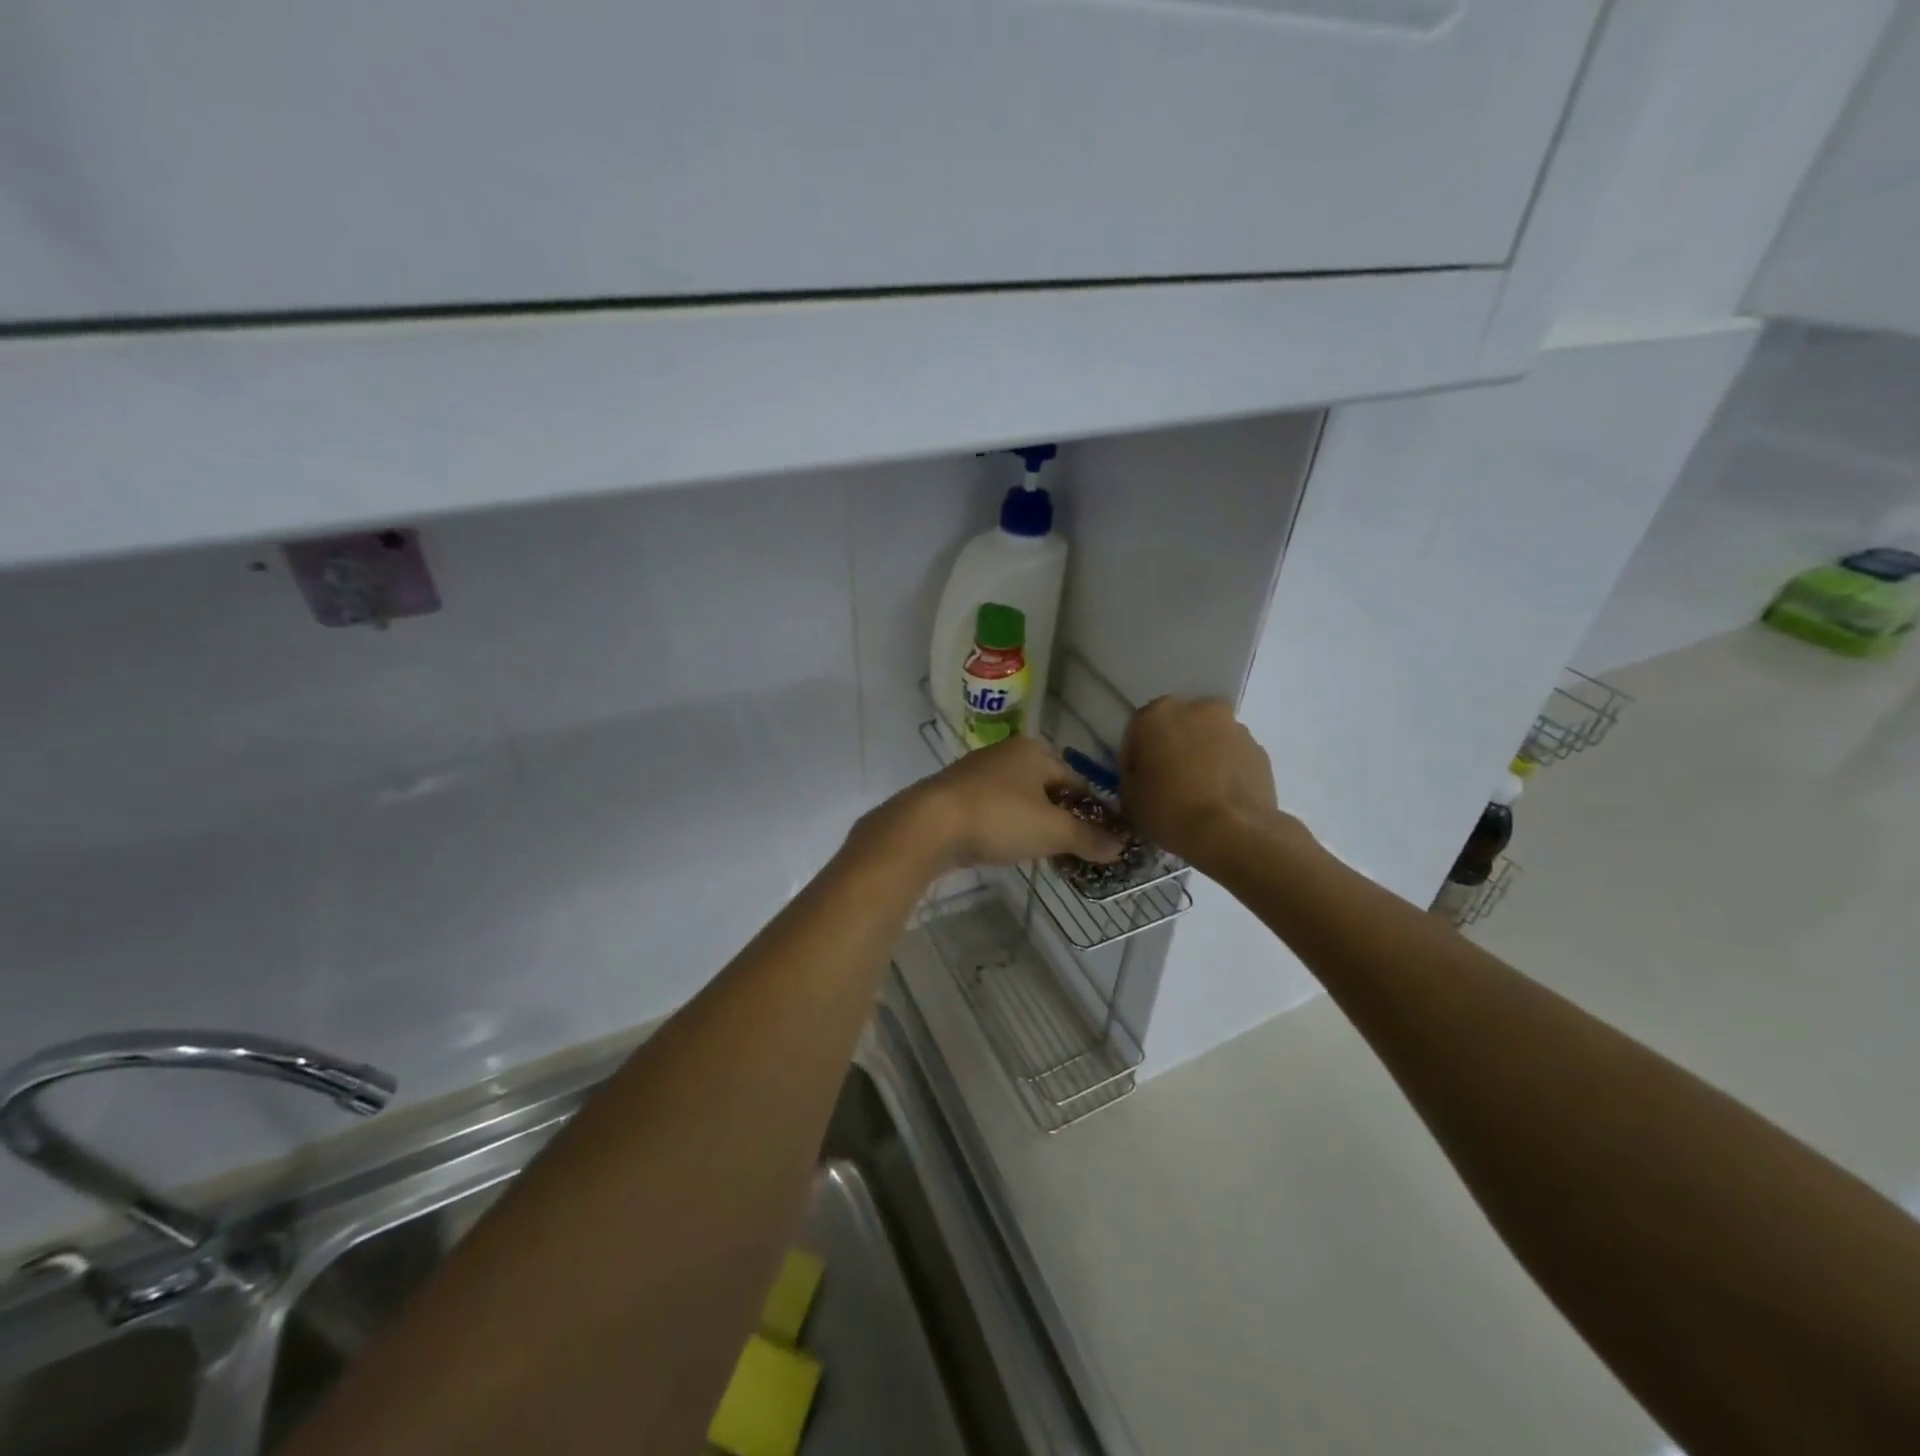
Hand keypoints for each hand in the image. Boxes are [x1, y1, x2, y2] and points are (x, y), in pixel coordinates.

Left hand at [872, 737, 1124, 872]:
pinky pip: (993, 810)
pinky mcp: (955, 794)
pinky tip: (1004, 847)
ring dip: (1032, 824)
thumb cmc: (998, 818)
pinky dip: (1005, 827)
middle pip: (1047, 789)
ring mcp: (977, 772)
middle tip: (1071, 851)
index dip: (1092, 812)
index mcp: (1034, 751)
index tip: (1100, 841)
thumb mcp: (1051, 831)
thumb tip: (1120, 846)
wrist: (928, 825)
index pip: (1077, 781)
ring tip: (1041, 853)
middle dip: (1061, 819)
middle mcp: (1006, 753)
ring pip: (1019, 800)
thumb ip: (1087, 838)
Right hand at [1119, 696, 1286, 867]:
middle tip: (1169, 783)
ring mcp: (1234, 727)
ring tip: (1199, 794)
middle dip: (1172, 749)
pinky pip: (1232, 756)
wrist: (1234, 833)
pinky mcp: (1259, 750)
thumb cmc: (1170, 810)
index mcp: (1158, 714)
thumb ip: (1132, 774)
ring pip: (1208, 739)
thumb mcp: (1129, 797)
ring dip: (1201, 757)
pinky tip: (1220, 798)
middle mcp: (1199, 709)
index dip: (1135, 759)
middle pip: (1178, 728)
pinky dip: (1225, 770)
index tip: (1138, 783)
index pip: (1137, 732)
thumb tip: (1144, 773)